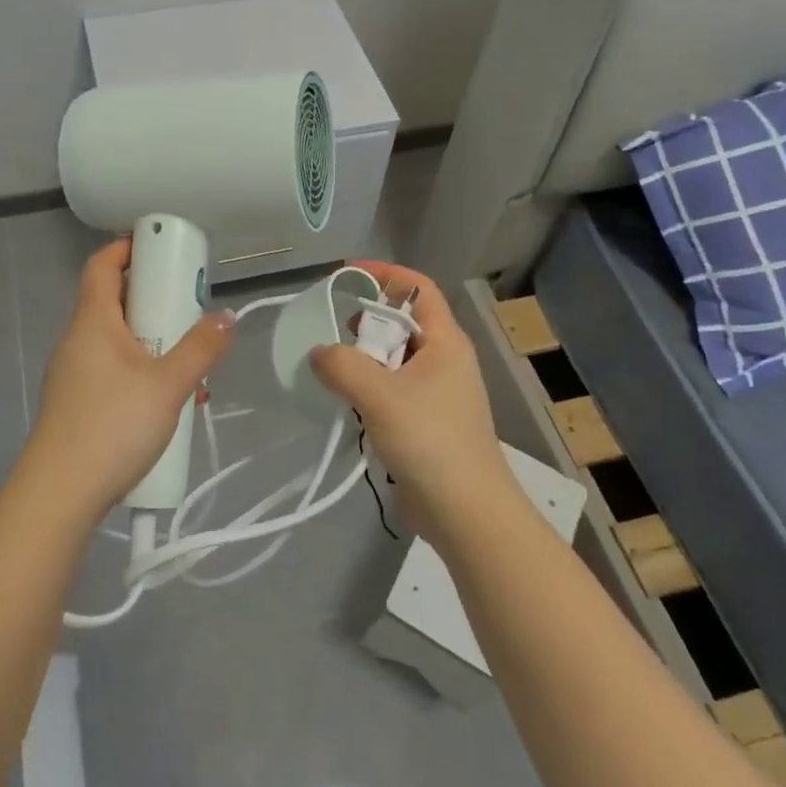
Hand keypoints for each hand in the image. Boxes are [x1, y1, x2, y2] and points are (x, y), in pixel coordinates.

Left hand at [23, 238, 234, 521]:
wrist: (60, 494)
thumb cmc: (113, 425)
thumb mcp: (168, 385)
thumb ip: (200, 348)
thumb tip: (226, 317)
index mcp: (93, 321)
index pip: (102, 264)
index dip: (128, 247)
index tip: (162, 247)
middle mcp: (78, 339)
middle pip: (113, 300)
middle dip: (154, 298)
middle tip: (189, 304)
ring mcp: (74, 372)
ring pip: (117, 339)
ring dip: (152, 339)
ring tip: (188, 357)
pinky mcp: (78, 402)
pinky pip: (113, 369)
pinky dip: (141, 369)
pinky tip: (170, 399)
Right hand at [309, 261, 513, 537]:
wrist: (466, 512)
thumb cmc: (429, 440)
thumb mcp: (379, 394)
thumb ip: (342, 365)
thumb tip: (319, 353)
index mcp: (445, 342)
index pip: (418, 288)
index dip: (385, 274)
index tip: (346, 275)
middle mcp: (444, 360)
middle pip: (403, 323)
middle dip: (366, 321)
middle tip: (331, 330)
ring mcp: (437, 393)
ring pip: (394, 359)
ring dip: (364, 359)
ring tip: (332, 370)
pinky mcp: (427, 422)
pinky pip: (392, 390)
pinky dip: (369, 389)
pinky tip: (346, 404)